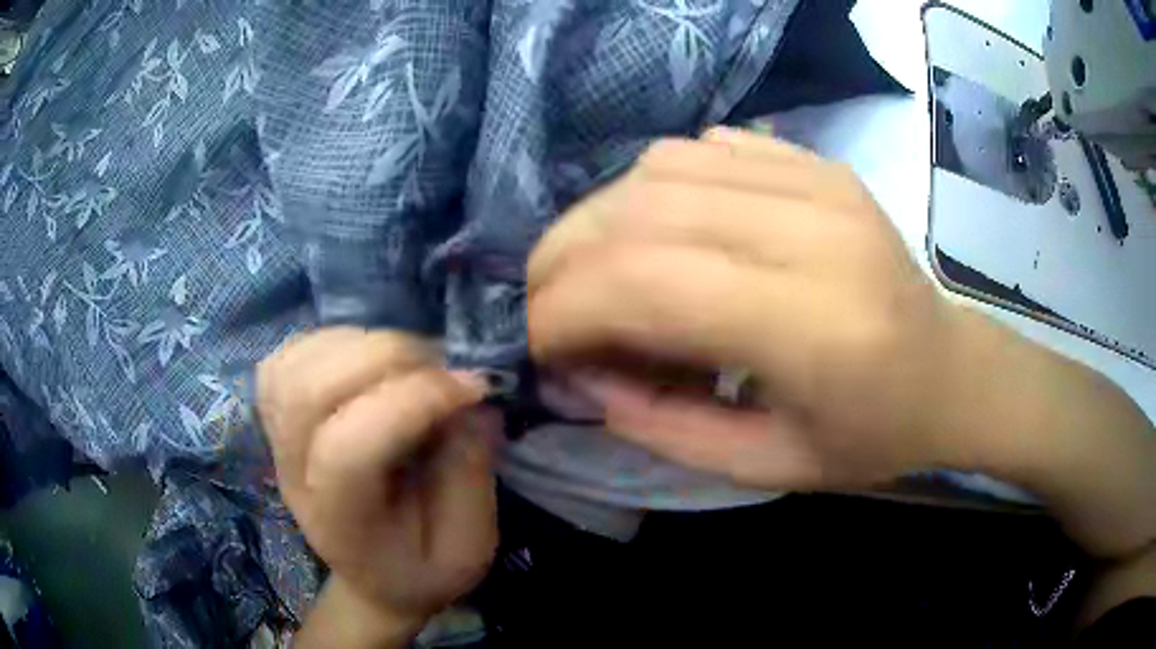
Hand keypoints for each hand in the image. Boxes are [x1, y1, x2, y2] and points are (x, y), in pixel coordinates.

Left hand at [256, 328, 498, 627]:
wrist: (375, 575)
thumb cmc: (424, 568)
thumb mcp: (469, 548)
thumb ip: (470, 476)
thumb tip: (470, 399)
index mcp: (342, 523)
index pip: (346, 450)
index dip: (411, 403)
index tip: (474, 389)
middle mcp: (295, 476)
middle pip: (309, 393)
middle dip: (386, 359)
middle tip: (442, 366)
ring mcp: (277, 440)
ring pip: (292, 364)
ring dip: (359, 343)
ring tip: (408, 362)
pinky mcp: (277, 415)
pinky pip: (288, 356)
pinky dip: (332, 340)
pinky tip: (369, 359)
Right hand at [527, 127, 962, 490]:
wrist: (950, 373)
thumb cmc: (873, 437)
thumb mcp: (766, 468)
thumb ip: (660, 426)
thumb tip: (581, 373)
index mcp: (815, 325)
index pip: (647, 283)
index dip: (565, 310)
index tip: (539, 347)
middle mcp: (814, 229)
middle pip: (641, 211)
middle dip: (563, 261)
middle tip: (549, 310)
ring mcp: (817, 181)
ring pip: (660, 168)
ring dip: (601, 220)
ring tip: (599, 276)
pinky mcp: (816, 163)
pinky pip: (701, 148)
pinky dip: (652, 188)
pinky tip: (661, 234)